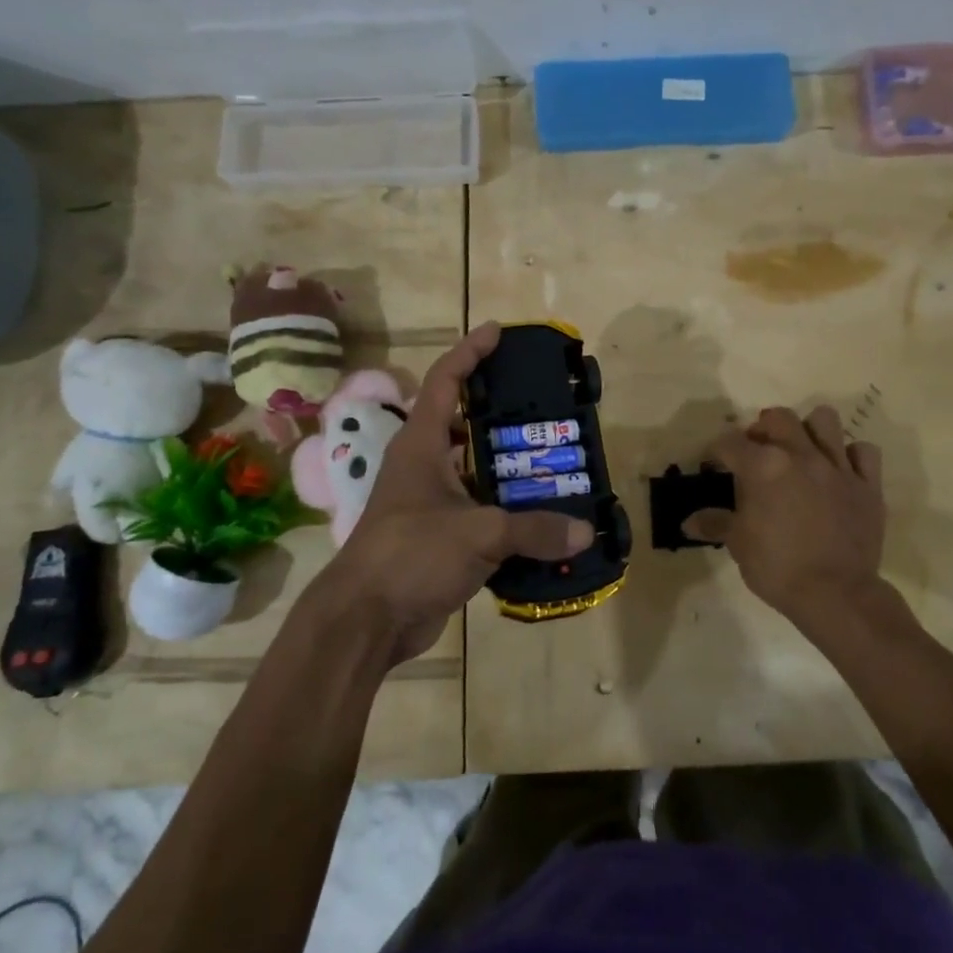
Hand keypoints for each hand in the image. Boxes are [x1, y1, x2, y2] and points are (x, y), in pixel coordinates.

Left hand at [320, 322, 594, 666]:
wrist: (365, 621)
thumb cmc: (411, 556)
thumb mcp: (477, 534)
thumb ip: (534, 530)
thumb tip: (586, 531)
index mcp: (421, 446)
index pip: (444, 381)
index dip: (470, 352)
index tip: (498, 331)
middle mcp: (423, 466)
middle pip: (462, 423)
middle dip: (500, 410)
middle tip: (544, 405)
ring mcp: (430, 502)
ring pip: (474, 469)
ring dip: (508, 464)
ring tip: (554, 457)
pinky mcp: (439, 536)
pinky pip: (480, 510)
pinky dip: (508, 508)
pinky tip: (542, 515)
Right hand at [684, 406, 886, 633]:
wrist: (836, 594)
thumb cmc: (778, 568)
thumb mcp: (738, 545)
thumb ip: (715, 524)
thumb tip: (688, 522)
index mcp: (764, 466)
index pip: (730, 442)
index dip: (717, 452)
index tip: (715, 465)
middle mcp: (801, 455)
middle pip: (778, 418)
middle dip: (762, 428)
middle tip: (758, 451)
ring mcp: (838, 467)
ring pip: (824, 420)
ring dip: (809, 430)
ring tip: (801, 450)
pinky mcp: (868, 484)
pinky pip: (864, 451)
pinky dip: (851, 456)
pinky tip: (840, 470)